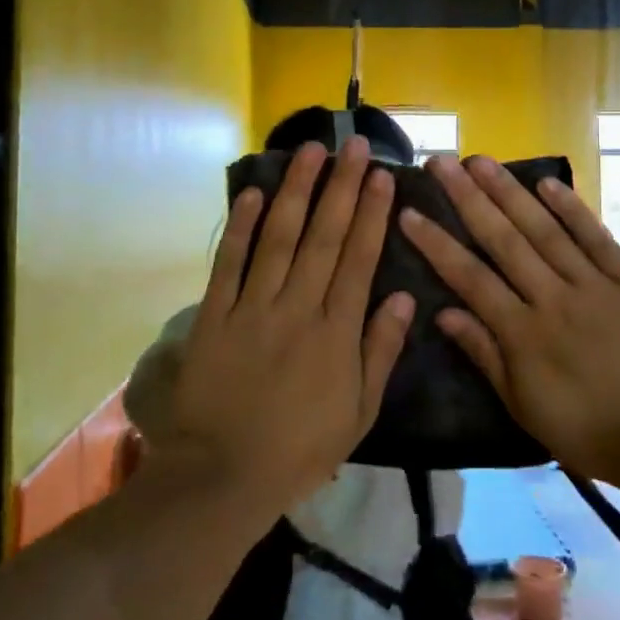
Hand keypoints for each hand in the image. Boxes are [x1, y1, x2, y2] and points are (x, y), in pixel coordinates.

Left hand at [155, 137, 414, 512]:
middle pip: (323, 236)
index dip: (370, 213)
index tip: (380, 175)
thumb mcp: (358, 413)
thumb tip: (405, 299)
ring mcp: (253, 307)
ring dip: (295, 191)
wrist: (223, 475)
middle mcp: (297, 307)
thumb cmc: (299, 448)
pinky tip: (253, 193)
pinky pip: (229, 263)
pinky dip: (240, 227)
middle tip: (351, 144)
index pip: (358, 259)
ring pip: (279, 238)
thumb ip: (380, 352)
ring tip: (309, 151)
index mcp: (336, 332)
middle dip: (340, 186)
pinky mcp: (214, 315)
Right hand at [401, 155, 619, 485]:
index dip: (436, 243)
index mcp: (524, 335)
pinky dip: (572, 208)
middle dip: (468, 199)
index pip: (469, 278)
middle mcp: (554, 299)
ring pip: (545, 230)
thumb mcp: (525, 406)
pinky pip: (596, 238)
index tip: (409, 212)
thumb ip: (485, 354)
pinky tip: (546, 182)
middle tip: (441, 163)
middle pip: (503, 241)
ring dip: (510, 192)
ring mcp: (595, 285)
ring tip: (481, 161)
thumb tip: (442, 312)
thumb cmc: (591, 432)